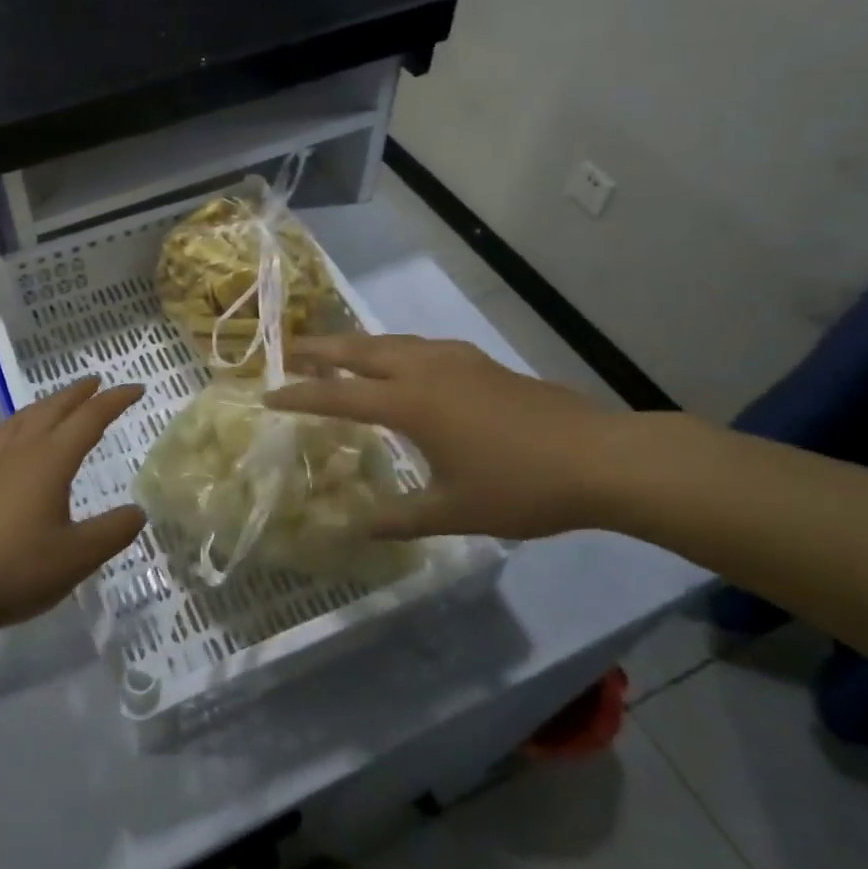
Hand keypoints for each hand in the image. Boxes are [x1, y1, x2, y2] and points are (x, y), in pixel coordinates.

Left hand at [0, 376, 146, 638]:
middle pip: (52, 409)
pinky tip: (10, 443)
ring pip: (21, 420)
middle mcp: (20, 453)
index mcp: (51, 460)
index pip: (90, 418)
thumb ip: (112, 531)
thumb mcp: (78, 556)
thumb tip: (137, 512)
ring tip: (55, 403)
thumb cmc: (16, 569)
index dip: (115, 400)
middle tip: (96, 383)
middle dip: (77, 393)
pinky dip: (15, 429)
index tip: (137, 388)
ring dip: (44, 405)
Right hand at [265, 335, 623, 540]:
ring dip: (355, 345)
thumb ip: (400, 518)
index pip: (339, 396)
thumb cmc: (520, 487)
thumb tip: (355, 526)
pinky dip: (391, 348)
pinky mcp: (478, 361)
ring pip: (389, 341)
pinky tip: (400, 361)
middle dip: (318, 350)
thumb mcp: (454, 511)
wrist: (600, 458)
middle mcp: (424, 370)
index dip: (300, 396)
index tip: (268, 396)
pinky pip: (418, 345)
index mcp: (410, 404)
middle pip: (358, 351)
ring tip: (333, 351)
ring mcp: (454, 359)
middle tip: (286, 350)